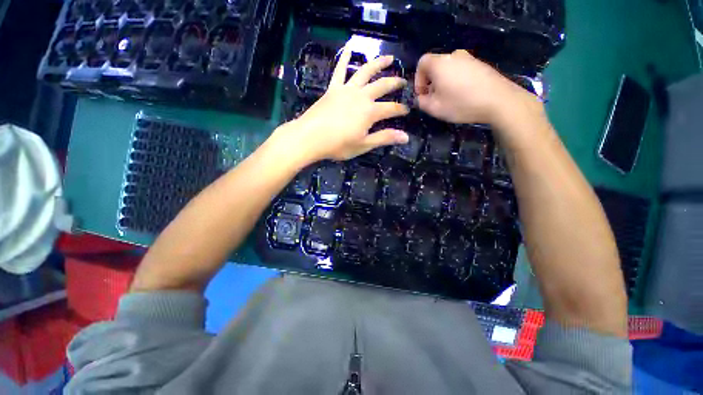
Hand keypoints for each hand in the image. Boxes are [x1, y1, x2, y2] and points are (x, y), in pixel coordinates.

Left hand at [273, 47, 409, 163]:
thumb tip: (406, 137)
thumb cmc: (338, 145)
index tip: (408, 110)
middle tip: (404, 81)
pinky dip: (344, 58)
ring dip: (378, 64)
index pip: (391, 109)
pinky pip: (339, 70)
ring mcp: (346, 90)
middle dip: (395, 83)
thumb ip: (384, 138)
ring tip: (389, 58)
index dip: (401, 110)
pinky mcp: (333, 88)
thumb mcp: (363, 145)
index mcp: (370, 112)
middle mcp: (361, 96)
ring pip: (365, 72)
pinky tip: (349, 47)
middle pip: (382, 86)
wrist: (310, 138)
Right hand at [414, 50, 538, 125]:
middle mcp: (454, 56)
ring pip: (448, 69)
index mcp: (440, 64)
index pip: (422, 63)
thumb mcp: (434, 108)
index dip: (418, 79)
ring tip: (448, 99)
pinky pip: (461, 71)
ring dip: (443, 82)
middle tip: (434, 99)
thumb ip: (421, 102)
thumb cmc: (461, 104)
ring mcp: (469, 59)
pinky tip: (462, 95)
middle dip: (430, 83)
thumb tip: (420, 98)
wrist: (499, 100)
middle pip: (435, 66)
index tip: (422, 94)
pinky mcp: (480, 65)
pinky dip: (456, 81)